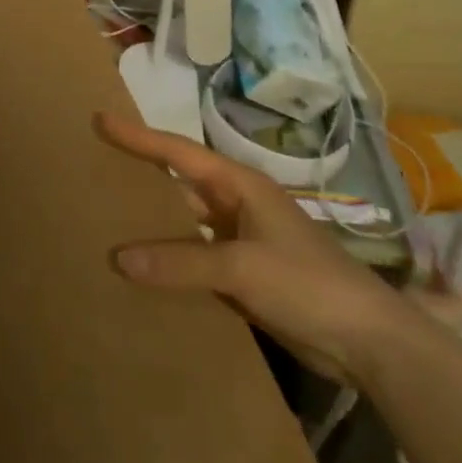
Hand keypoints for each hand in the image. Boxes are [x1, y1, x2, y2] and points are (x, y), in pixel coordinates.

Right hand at [97, 111, 417, 382]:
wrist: (368, 342)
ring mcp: (240, 242)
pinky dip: (168, 261)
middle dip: (139, 175)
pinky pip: (193, 260)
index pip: (177, 152)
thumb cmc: (307, 283)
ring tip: (105, 219)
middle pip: (178, 183)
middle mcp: (236, 206)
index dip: (138, 136)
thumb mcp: (242, 267)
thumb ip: (180, 261)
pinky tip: (140, 270)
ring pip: (183, 224)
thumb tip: (118, 257)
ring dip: (152, 223)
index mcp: (239, 185)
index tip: (100, 120)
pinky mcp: (243, 276)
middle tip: (93, 167)